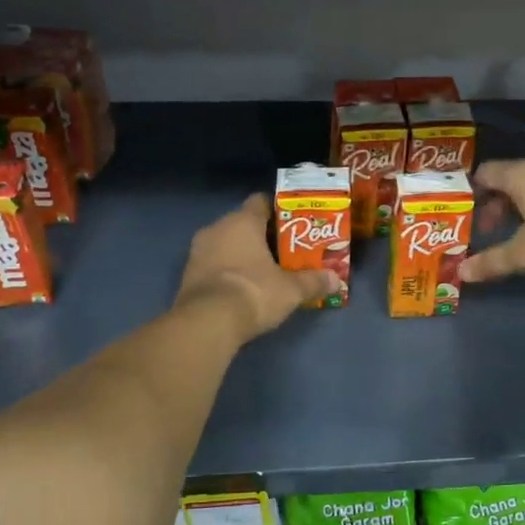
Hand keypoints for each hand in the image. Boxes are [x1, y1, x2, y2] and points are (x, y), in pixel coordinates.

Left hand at [175, 195, 336, 343]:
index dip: (278, 210)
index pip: (260, 202)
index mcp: (242, 221)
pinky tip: (243, 287)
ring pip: (226, 244)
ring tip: (265, 271)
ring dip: (242, 254)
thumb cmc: (254, 291)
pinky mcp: (188, 275)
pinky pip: (213, 264)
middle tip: (285, 251)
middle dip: (263, 236)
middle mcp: (216, 228)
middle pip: (243, 224)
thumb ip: (313, 281)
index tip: (294, 223)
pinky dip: (228, 271)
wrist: (207, 322)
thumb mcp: (291, 289)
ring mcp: (197, 251)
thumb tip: (336, 281)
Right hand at [460, 159, 524, 283]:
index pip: (487, 172)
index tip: (465, 213)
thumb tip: (461, 273)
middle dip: (496, 203)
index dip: (472, 191)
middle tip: (489, 229)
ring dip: (520, 206)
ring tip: (515, 232)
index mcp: (523, 174)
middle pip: (510, 179)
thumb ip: (493, 261)